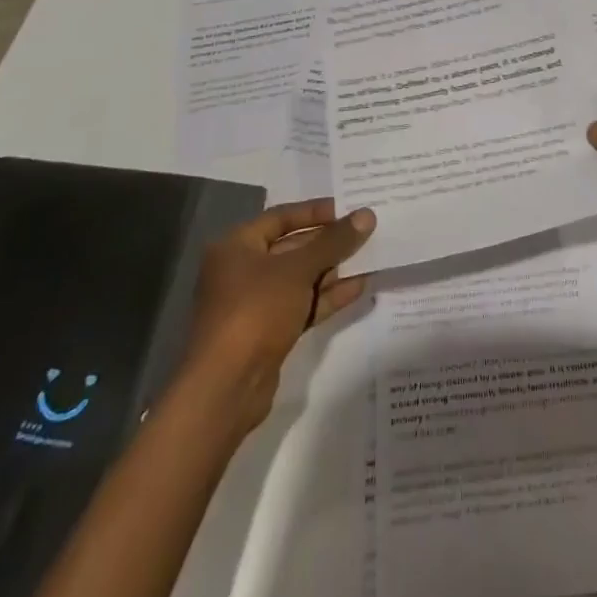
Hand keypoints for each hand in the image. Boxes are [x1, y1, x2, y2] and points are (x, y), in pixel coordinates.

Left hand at [179, 198, 375, 434]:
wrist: (226, 388)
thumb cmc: (256, 310)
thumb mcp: (298, 269)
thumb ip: (333, 241)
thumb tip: (366, 214)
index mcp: (237, 245)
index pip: (281, 216)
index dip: (316, 211)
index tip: (349, 208)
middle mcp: (242, 270)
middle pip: (292, 247)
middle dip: (328, 242)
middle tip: (366, 232)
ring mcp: (255, 304)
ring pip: (299, 278)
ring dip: (332, 269)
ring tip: (370, 257)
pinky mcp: (268, 332)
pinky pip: (301, 305)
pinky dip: (326, 296)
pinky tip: (359, 287)